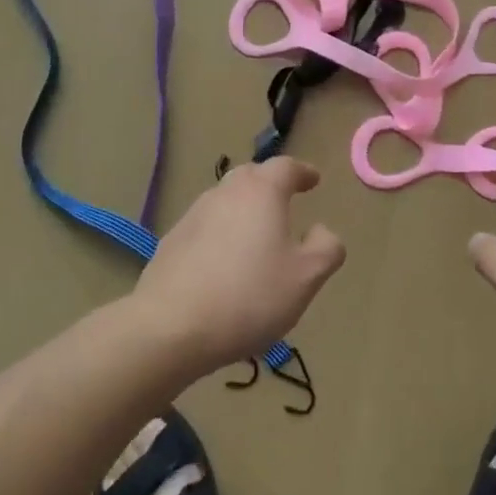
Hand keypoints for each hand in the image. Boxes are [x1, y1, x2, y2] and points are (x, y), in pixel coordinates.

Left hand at [135, 158, 346, 375]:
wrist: (169, 327)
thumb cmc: (249, 296)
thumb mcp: (306, 277)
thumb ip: (326, 248)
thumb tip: (321, 230)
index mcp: (261, 192)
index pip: (286, 167)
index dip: (303, 172)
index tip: (314, 180)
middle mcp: (225, 193)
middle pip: (251, 176)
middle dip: (270, 184)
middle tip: (285, 201)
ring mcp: (193, 215)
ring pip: (225, 201)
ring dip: (243, 210)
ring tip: (256, 236)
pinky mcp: (171, 242)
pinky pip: (206, 227)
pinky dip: (221, 234)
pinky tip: (224, 264)